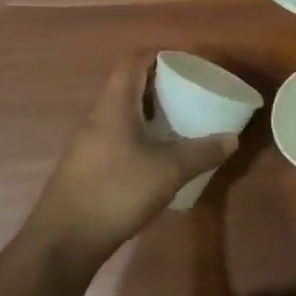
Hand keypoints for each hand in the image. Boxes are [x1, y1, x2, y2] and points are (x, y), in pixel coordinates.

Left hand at [24, 54, 238, 267]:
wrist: (64, 240)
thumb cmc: (116, 192)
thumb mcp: (168, 171)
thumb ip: (201, 152)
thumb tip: (232, 138)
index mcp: (114, 106)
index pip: (132, 62)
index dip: (158, 56)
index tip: (185, 63)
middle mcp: (97, 117)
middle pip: (127, 86)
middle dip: (158, 85)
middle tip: (189, 94)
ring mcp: (88, 143)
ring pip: (121, 114)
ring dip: (148, 113)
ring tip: (178, 123)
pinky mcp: (86, 166)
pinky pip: (116, 136)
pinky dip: (139, 136)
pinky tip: (157, 157)